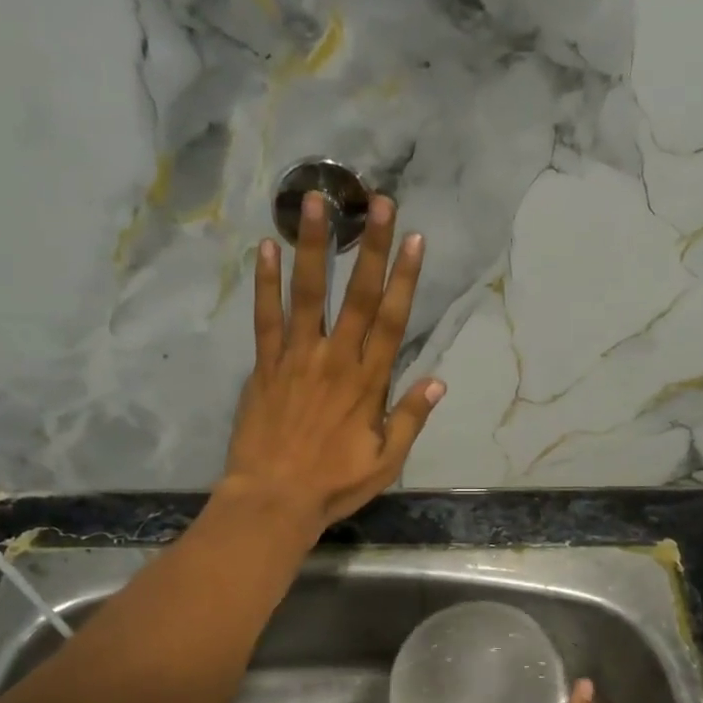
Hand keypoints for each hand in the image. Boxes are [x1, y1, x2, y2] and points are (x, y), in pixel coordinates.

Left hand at [220, 191, 442, 535]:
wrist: (273, 500)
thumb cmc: (333, 485)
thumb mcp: (385, 462)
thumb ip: (410, 420)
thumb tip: (438, 382)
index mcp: (368, 384)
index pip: (392, 321)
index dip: (404, 278)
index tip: (413, 239)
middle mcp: (335, 361)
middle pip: (357, 296)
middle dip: (370, 247)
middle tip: (378, 202)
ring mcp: (296, 359)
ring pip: (309, 295)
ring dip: (314, 247)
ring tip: (315, 203)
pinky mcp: (265, 367)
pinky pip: (265, 319)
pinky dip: (266, 284)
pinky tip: (267, 249)